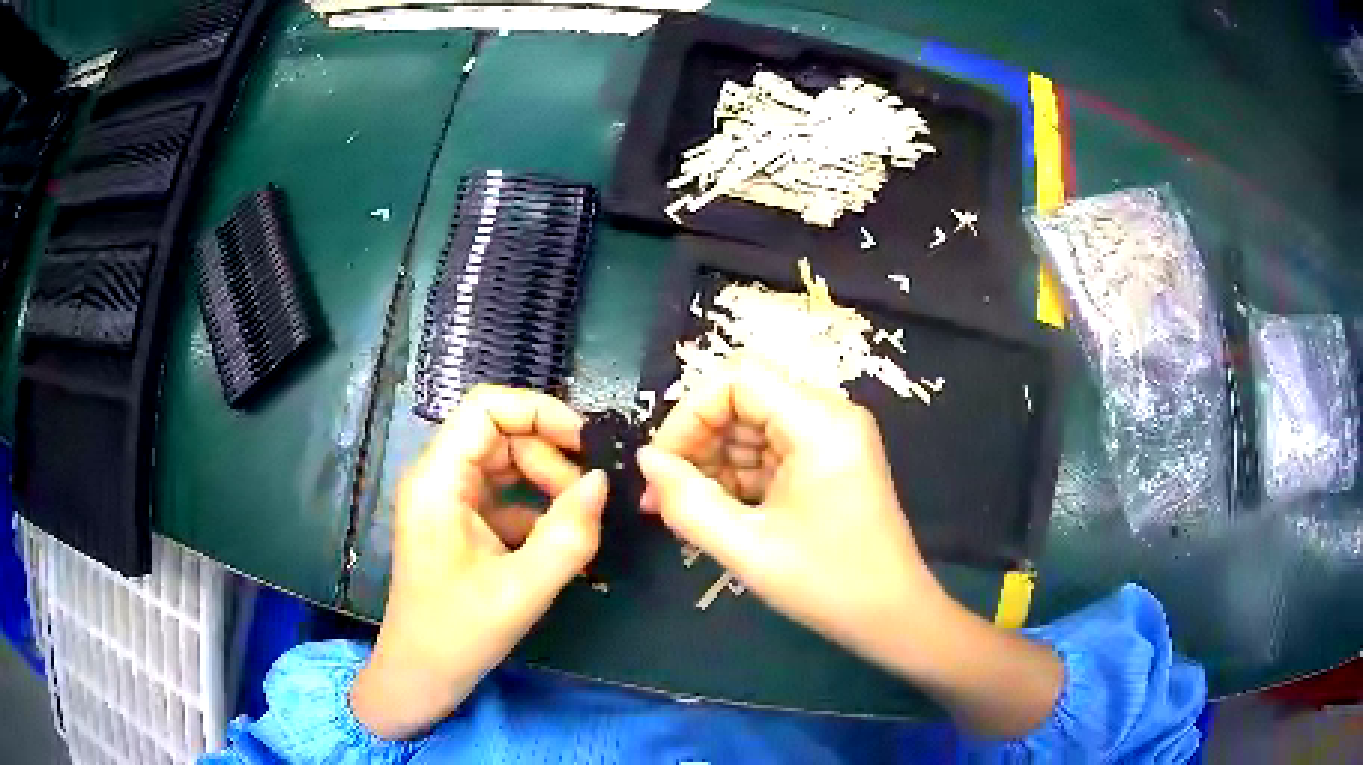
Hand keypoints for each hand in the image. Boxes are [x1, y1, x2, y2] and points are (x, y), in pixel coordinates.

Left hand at [351, 386, 606, 739]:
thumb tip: (603, 482)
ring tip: (576, 524)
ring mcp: (447, 500)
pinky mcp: (458, 523)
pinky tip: (558, 543)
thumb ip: (568, 535)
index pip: (486, 408)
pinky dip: (535, 509)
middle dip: (550, 458)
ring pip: (505, 463)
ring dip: (546, 484)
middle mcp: (438, 478)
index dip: (539, 412)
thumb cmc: (458, 634)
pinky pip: (503, 496)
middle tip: (586, 501)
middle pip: (501, 434)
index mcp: (438, 481)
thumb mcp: (521, 590)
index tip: (586, 444)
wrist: (420, 675)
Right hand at [638, 363, 1061, 738]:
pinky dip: (736, 478)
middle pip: (743, 400)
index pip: (738, 378)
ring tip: (682, 511)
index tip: (661, 465)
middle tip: (661, 495)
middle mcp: (828, 416)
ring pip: (750, 428)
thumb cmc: (827, 584)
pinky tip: (714, 513)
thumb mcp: (748, 547)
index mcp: (820, 423)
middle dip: (696, 442)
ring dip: (712, 463)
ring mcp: (829, 439)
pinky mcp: (825, 463)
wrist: (892, 617)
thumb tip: (646, 461)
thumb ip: (687, 501)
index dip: (689, 413)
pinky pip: (768, 453)